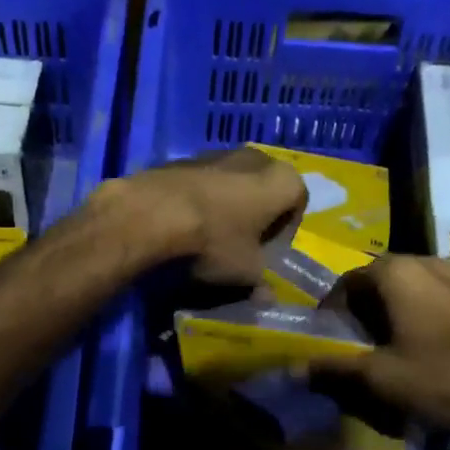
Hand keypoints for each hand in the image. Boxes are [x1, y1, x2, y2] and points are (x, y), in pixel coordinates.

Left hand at [101, 149, 306, 285]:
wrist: (152, 214)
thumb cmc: (215, 241)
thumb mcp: (245, 272)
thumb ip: (261, 281)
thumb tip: (266, 297)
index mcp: (282, 180)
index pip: (297, 204)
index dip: (284, 232)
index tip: (267, 253)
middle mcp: (255, 157)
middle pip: (264, 189)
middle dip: (256, 214)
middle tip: (242, 244)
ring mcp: (217, 152)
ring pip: (232, 182)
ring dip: (228, 205)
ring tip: (210, 235)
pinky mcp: (184, 158)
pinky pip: (203, 181)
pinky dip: (201, 199)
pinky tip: (184, 223)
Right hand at [314, 255, 449, 446]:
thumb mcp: (383, 381)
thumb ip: (334, 370)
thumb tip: (293, 367)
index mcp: (396, 273)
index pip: (346, 283)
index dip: (333, 314)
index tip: (334, 343)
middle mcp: (428, 261)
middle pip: (382, 282)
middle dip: (368, 313)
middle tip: (366, 349)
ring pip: (418, 289)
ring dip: (402, 314)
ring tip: (405, 350)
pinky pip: (449, 300)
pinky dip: (435, 318)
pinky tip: (446, 351)